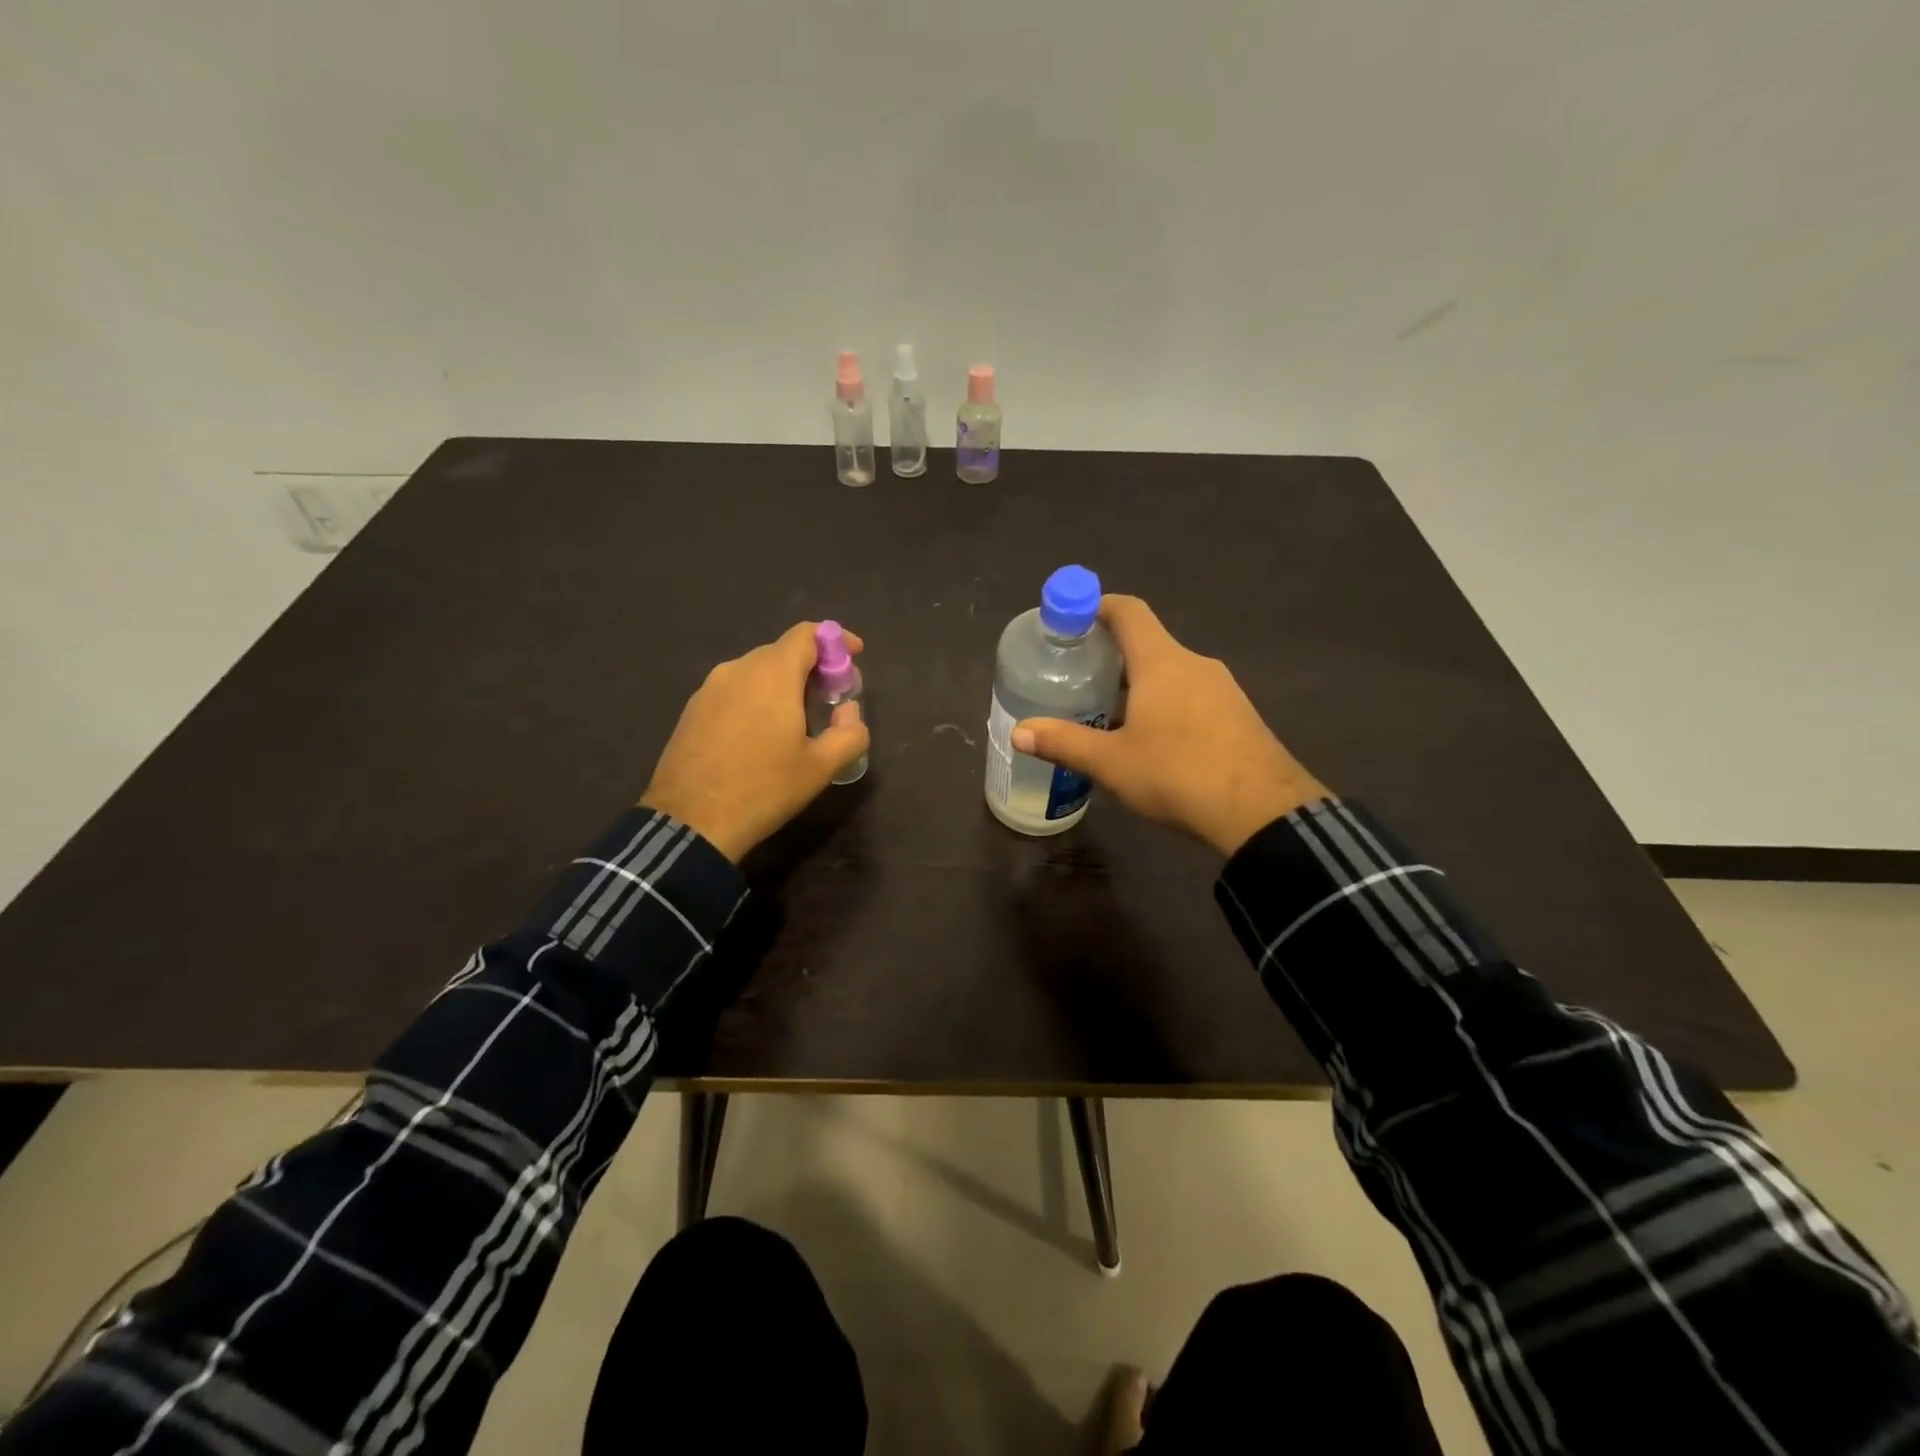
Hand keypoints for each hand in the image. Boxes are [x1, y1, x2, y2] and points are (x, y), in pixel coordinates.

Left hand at [640, 622, 869, 861]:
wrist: (690, 823)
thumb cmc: (763, 789)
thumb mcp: (821, 768)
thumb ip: (850, 733)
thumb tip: (850, 712)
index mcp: (772, 674)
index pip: (807, 634)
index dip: (835, 640)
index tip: (854, 656)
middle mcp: (738, 669)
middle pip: (782, 652)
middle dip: (812, 667)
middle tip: (831, 698)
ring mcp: (709, 689)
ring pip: (756, 672)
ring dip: (783, 684)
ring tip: (798, 719)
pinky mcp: (692, 710)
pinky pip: (734, 691)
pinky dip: (756, 698)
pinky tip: (761, 734)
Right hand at [1012, 596, 1327, 857]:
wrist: (1262, 813)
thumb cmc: (1178, 774)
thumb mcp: (1111, 762)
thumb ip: (1063, 742)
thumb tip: (1018, 731)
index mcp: (1162, 662)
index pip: (1129, 612)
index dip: (1097, 606)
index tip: (1071, 620)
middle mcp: (1195, 664)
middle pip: (1148, 644)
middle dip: (1111, 657)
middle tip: (1079, 679)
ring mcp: (1224, 689)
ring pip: (1171, 674)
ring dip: (1140, 686)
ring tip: (1109, 716)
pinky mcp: (1240, 716)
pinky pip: (1193, 697)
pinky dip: (1166, 705)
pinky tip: (1153, 743)